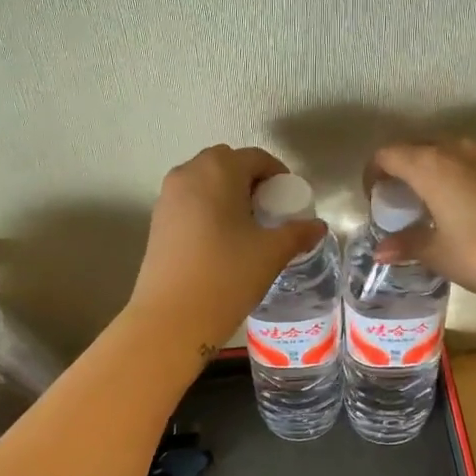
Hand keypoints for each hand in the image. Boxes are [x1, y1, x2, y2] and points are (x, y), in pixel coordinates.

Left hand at [130, 145, 326, 349]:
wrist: (172, 317)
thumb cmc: (227, 275)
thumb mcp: (271, 253)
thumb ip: (298, 233)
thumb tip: (317, 226)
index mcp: (219, 170)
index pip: (256, 158)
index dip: (278, 175)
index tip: (289, 201)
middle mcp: (188, 173)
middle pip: (226, 163)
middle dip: (250, 180)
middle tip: (268, 211)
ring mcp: (167, 197)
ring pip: (205, 181)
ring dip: (227, 194)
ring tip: (246, 227)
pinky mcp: (157, 220)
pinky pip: (190, 201)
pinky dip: (208, 209)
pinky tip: (222, 241)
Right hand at [368, 139, 475, 314]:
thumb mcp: (439, 253)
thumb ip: (407, 244)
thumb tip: (381, 250)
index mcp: (432, 164)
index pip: (388, 154)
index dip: (374, 173)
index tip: (374, 199)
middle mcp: (458, 149)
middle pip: (417, 146)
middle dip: (401, 167)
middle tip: (397, 200)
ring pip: (446, 150)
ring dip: (430, 169)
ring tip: (427, 203)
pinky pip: (470, 161)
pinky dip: (455, 175)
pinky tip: (460, 206)